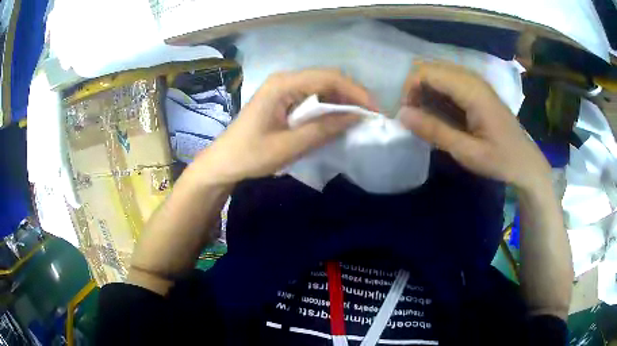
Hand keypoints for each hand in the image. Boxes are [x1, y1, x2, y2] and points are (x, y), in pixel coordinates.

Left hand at [192, 69, 376, 185]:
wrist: (224, 162)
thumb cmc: (251, 155)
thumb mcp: (290, 146)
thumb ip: (323, 129)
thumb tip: (356, 117)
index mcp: (283, 85)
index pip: (328, 78)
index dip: (355, 92)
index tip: (374, 110)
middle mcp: (285, 79)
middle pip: (327, 78)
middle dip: (351, 95)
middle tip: (370, 115)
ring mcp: (283, 88)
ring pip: (321, 87)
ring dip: (341, 100)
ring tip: (359, 118)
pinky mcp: (283, 99)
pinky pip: (312, 96)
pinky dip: (328, 106)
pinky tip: (338, 118)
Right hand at [399, 61, 550, 191]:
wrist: (526, 163)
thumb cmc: (501, 160)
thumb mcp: (467, 152)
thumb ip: (435, 131)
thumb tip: (401, 114)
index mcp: (472, 90)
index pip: (428, 72)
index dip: (409, 88)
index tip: (407, 114)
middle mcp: (472, 78)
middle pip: (431, 67)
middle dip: (415, 87)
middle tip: (414, 115)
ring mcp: (475, 82)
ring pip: (438, 72)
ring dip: (425, 89)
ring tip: (424, 115)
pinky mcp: (477, 89)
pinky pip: (448, 80)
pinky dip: (437, 92)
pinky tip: (439, 112)